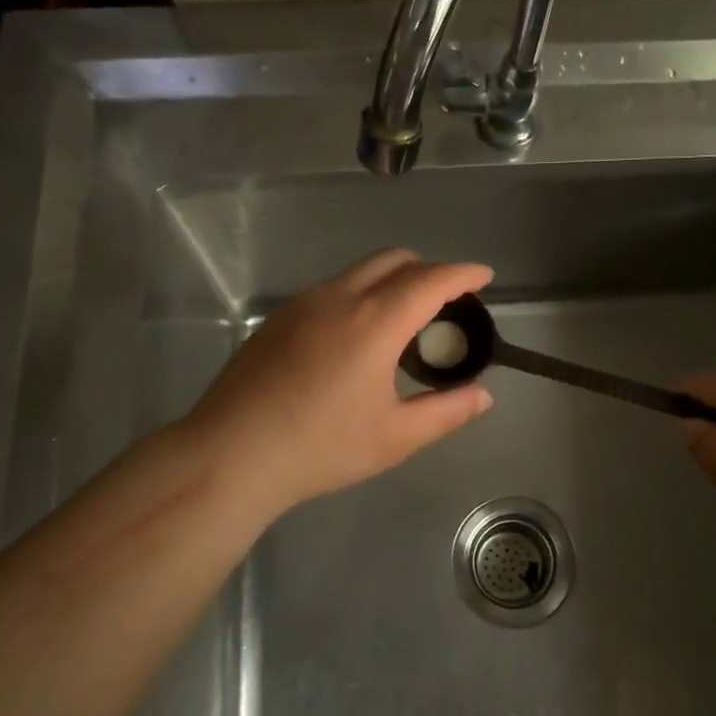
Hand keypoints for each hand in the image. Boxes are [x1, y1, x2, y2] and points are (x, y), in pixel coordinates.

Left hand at [183, 250, 494, 515]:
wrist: (231, 455)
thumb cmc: (320, 448)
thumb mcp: (395, 437)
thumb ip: (446, 411)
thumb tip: (482, 395)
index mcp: (374, 322)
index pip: (430, 280)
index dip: (463, 274)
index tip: (484, 276)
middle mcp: (339, 298)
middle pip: (395, 260)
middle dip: (429, 269)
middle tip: (448, 301)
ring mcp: (303, 304)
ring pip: (359, 271)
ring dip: (392, 280)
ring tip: (404, 321)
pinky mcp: (278, 318)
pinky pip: (332, 289)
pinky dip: (361, 294)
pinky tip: (356, 338)